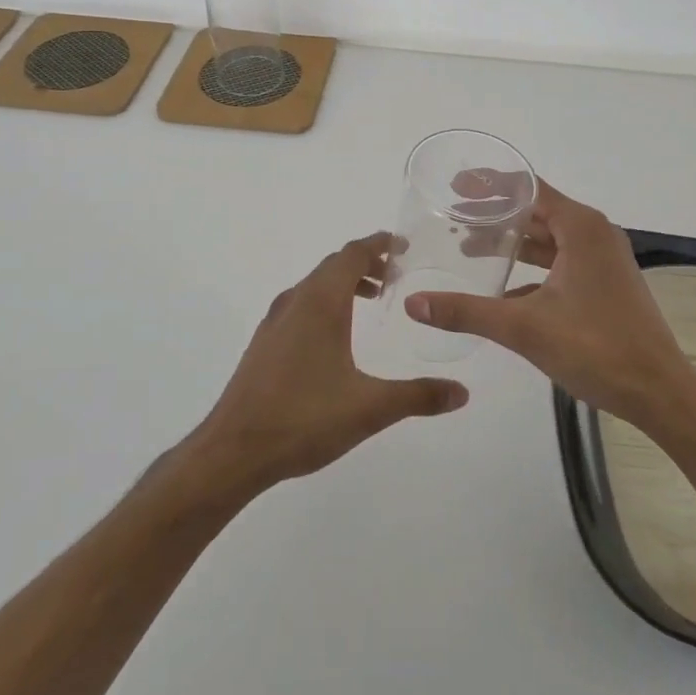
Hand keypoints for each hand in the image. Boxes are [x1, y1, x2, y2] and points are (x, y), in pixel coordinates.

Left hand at [193, 234, 469, 492]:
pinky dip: (325, 302)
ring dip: (344, 283)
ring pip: (315, 285)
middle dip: (366, 263)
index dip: (378, 244)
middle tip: (396, 274)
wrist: (233, 450)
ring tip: (373, 300)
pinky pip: (301, 304)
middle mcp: (296, 302)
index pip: (352, 254)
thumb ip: (418, 396)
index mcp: (321, 303)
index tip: (403, 244)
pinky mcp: (264, 343)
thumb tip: (462, 392)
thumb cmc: (303, 418)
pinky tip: (337, 336)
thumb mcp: (369, 408)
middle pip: (333, 265)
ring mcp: (275, 322)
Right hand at [403, 181, 695, 431]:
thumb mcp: (524, 328)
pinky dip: (530, 269)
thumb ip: (467, 311)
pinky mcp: (604, 285)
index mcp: (581, 228)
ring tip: (467, 245)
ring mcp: (602, 260)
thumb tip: (413, 303)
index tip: (455, 185)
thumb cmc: (596, 348)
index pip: (528, 188)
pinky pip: (559, 263)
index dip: (490, 184)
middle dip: (495, 213)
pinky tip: (499, 289)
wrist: (659, 392)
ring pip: (548, 240)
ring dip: (511, 242)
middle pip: (537, 211)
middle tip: (452, 216)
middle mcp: (594, 234)